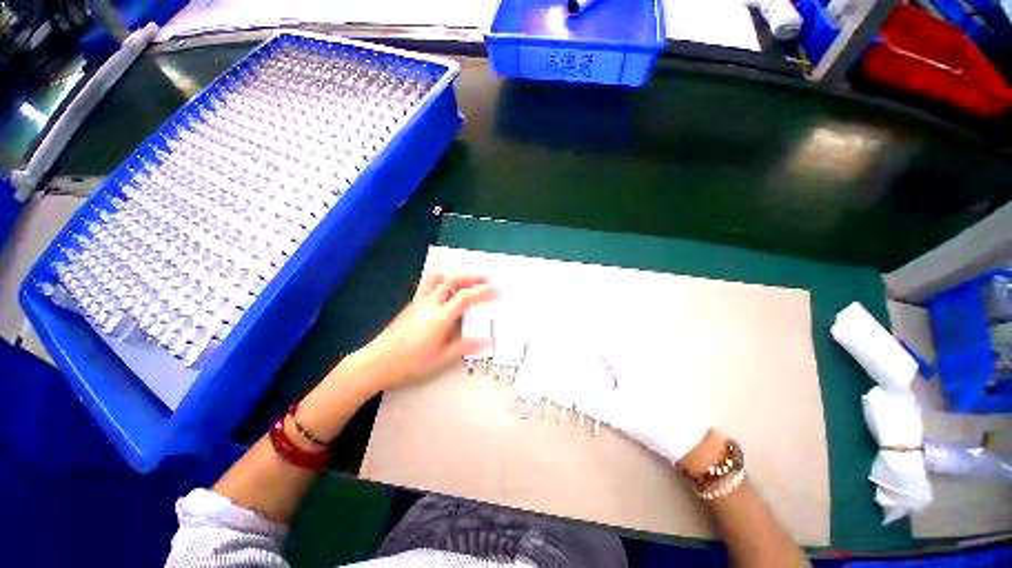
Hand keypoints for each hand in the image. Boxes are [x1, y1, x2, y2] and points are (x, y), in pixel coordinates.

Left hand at [352, 274, 497, 390]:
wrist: (375, 362)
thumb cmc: (409, 364)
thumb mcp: (440, 359)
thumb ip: (464, 346)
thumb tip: (486, 341)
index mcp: (439, 318)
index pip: (465, 297)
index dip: (483, 292)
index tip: (497, 291)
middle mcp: (430, 304)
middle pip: (453, 281)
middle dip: (472, 278)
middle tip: (487, 279)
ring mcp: (419, 302)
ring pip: (440, 280)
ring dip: (457, 277)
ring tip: (469, 280)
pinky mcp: (412, 304)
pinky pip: (431, 286)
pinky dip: (444, 282)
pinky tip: (448, 290)